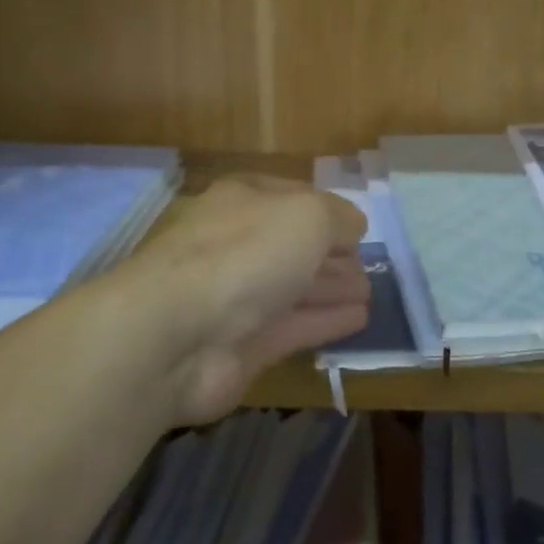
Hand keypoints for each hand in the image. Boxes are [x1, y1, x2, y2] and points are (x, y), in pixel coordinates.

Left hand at [120, 176, 369, 425]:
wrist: (175, 334)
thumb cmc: (245, 254)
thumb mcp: (308, 216)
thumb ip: (339, 217)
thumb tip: (353, 227)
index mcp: (245, 199)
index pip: (295, 197)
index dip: (329, 211)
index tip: (360, 229)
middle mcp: (238, 242)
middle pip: (293, 245)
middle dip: (331, 254)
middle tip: (367, 266)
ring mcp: (237, 296)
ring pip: (294, 287)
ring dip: (332, 288)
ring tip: (369, 293)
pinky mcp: (241, 345)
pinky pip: (293, 327)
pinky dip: (324, 321)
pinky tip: (357, 320)